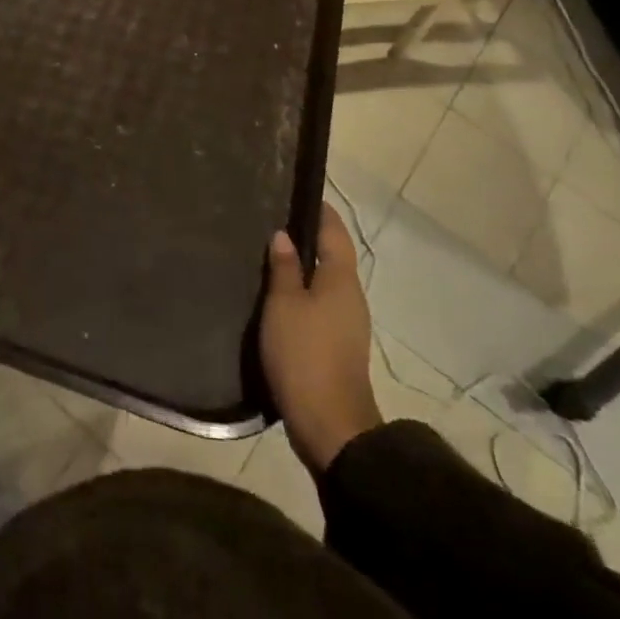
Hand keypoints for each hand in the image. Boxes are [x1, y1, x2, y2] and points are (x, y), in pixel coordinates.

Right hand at [259, 205, 382, 471]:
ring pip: (325, 282)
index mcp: (341, 280)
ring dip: (303, 268)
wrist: (329, 424)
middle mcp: (351, 297)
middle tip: (272, 222)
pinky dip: (302, 293)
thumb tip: (283, 235)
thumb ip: (284, 268)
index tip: (298, 194)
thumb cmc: (305, 354)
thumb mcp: (284, 305)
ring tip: (268, 255)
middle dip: (307, 238)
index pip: (334, 232)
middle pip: (332, 257)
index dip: (320, 212)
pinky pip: (320, 305)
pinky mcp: (337, 346)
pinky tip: (277, 296)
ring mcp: (347, 324)